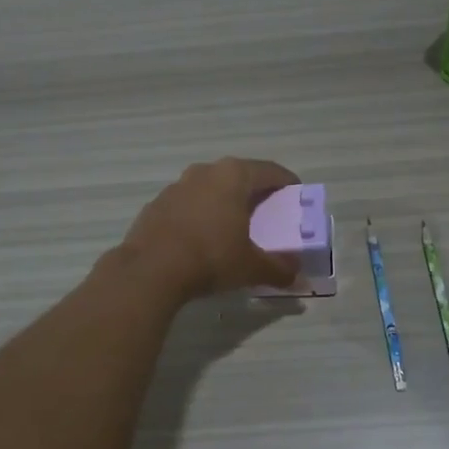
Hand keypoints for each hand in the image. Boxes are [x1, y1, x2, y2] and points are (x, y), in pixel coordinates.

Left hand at [119, 158, 302, 300]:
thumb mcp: (252, 267)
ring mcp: (176, 186)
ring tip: (234, 227)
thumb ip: (279, 269)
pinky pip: (188, 205)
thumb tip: (298, 278)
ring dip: (224, 203)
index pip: (270, 171)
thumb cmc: (211, 257)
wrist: (150, 270)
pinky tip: (203, 239)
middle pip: (239, 176)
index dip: (287, 183)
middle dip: (255, 193)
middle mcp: (205, 172)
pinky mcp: (156, 205)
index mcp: (233, 176)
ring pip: (210, 189)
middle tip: (268, 213)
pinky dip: (200, 216)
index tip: (297, 196)